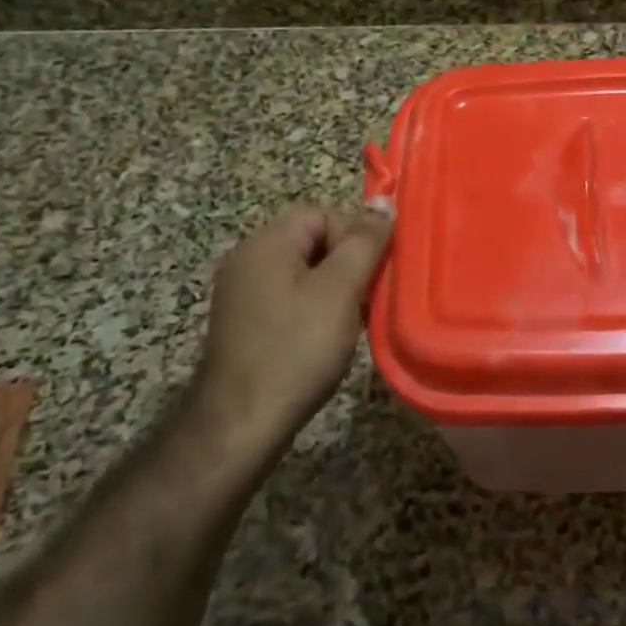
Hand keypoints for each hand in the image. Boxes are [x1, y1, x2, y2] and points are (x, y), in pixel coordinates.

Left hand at [191, 201, 393, 449]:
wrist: (242, 422)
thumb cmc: (297, 349)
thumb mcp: (340, 290)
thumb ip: (364, 242)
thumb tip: (383, 203)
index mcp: (266, 243)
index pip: (322, 213)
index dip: (354, 235)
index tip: (372, 272)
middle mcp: (247, 258)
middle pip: (312, 239)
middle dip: (347, 263)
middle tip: (367, 296)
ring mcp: (241, 292)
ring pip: (304, 270)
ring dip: (334, 288)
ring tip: (352, 319)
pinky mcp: (244, 321)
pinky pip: (288, 296)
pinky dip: (314, 307)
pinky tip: (326, 336)